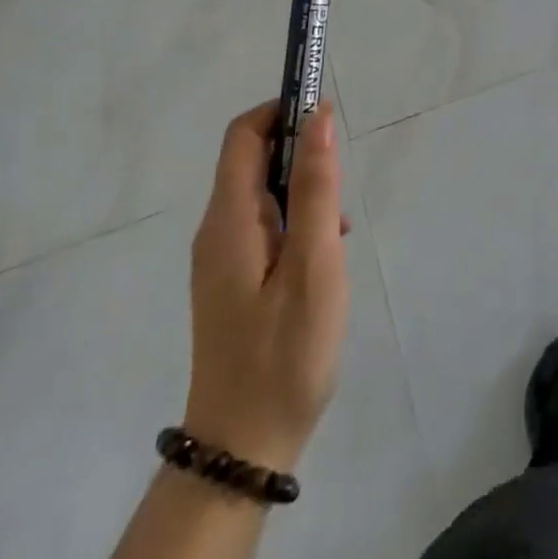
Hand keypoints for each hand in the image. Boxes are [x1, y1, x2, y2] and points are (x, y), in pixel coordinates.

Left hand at [181, 100, 349, 471]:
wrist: (243, 449)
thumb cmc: (285, 352)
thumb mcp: (315, 264)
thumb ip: (318, 188)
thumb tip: (319, 117)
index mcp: (229, 219)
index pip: (244, 134)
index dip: (282, 109)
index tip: (325, 113)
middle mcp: (217, 230)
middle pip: (253, 160)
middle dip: (300, 154)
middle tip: (340, 189)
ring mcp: (222, 258)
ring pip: (264, 194)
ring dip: (304, 191)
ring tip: (339, 230)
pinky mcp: (233, 281)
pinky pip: (265, 226)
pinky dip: (297, 220)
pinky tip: (326, 256)